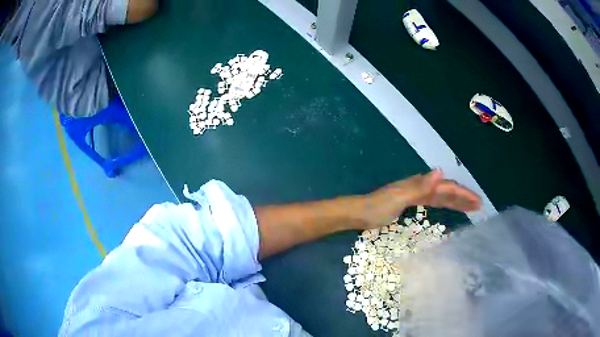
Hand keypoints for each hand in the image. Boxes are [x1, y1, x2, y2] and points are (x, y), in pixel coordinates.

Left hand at [359, 170, 481, 228]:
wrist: (359, 213)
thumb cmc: (377, 207)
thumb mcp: (399, 197)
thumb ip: (420, 186)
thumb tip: (440, 171)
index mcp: (420, 185)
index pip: (447, 188)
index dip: (463, 194)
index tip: (477, 202)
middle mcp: (421, 187)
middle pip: (447, 190)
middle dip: (463, 197)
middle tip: (479, 205)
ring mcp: (416, 194)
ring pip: (442, 196)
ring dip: (456, 200)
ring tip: (470, 206)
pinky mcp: (411, 202)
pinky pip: (433, 201)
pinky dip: (444, 203)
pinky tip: (449, 206)